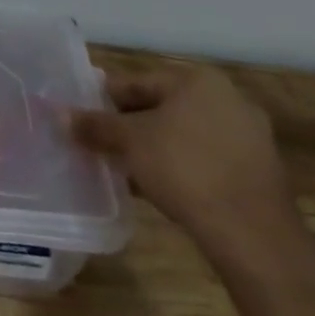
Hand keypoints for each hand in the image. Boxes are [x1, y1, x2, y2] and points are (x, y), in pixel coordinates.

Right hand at [69, 63, 294, 255]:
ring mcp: (247, 136)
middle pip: (159, 107)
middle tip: (97, 143)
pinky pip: (203, 158)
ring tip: (120, 166)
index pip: (136, 82)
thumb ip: (94, 125)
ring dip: (151, 148)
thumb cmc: (184, 169)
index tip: (81, 117)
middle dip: (127, 126)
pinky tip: (153, 185)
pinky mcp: (256, 171)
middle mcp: (228, 99)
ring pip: (181, 135)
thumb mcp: (129, 142)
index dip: (103, 100)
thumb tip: (58, 114)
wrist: (253, 234)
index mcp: (198, 81)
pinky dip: (177, 166)